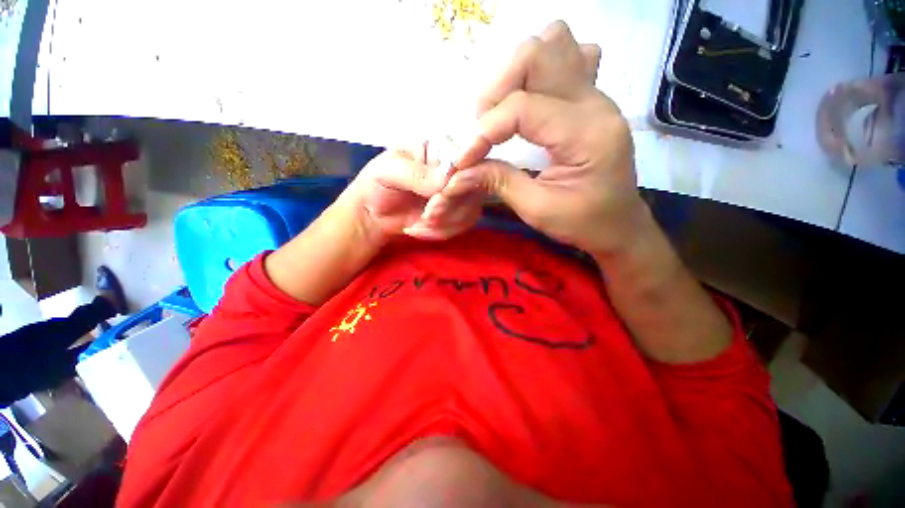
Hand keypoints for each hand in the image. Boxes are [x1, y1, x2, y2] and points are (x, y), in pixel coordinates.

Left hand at [337, 142, 481, 243]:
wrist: (374, 214)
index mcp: (440, 148)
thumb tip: (446, 180)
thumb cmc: (377, 184)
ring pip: (471, 210)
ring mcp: (459, 192)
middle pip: (474, 188)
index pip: (467, 159)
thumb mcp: (388, 171)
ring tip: (418, 224)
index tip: (439, 197)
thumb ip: (415, 173)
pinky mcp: (457, 213)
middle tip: (426, 215)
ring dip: (443, 224)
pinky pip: (463, 225)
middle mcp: (456, 169)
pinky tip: (421, 229)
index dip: (460, 182)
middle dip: (449, 209)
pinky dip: (441, 233)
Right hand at [439, 21, 646, 255]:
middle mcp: (595, 102)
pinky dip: (539, 72)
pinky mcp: (590, 99)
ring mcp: (596, 95)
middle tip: (484, 129)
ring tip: (504, 113)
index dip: (483, 132)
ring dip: (516, 74)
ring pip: (553, 43)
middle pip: (538, 53)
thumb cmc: (582, 223)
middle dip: (496, 90)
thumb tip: (459, 172)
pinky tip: (531, 102)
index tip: (463, 159)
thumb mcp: (536, 210)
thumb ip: (498, 182)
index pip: (522, 108)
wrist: (619, 225)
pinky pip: (567, 58)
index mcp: (586, 134)